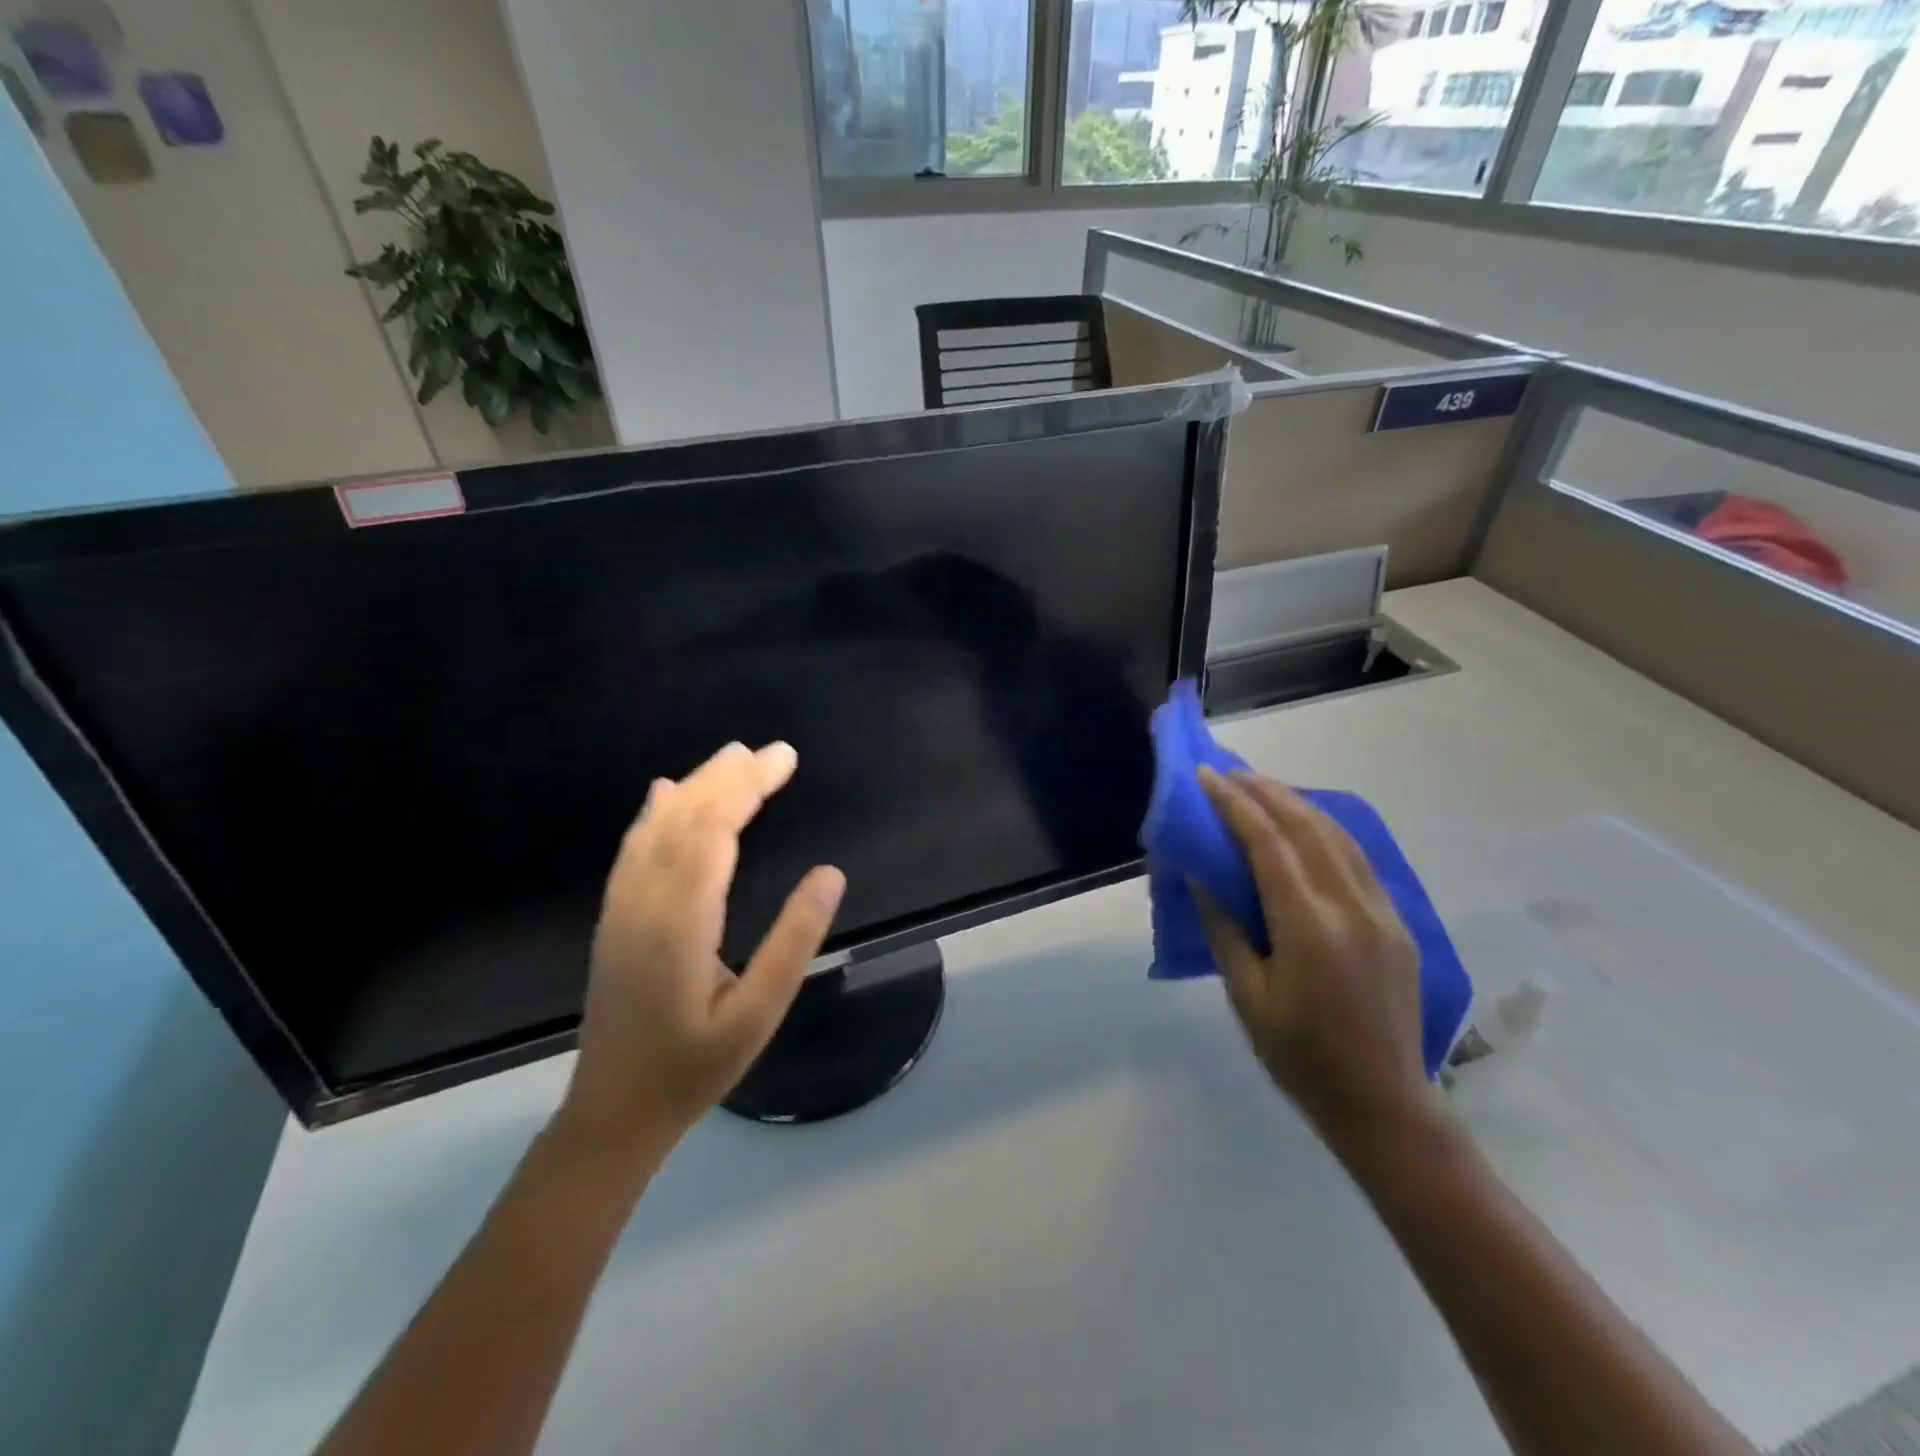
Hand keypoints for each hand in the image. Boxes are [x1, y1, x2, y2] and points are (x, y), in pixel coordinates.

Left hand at [560, 741, 845, 1157]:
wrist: (613, 1112)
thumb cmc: (695, 1067)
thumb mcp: (759, 1013)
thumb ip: (794, 940)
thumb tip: (830, 873)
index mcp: (681, 922)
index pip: (715, 831)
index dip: (749, 787)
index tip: (785, 758)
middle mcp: (644, 902)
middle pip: (685, 819)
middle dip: (729, 777)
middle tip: (772, 750)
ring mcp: (623, 908)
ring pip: (657, 828)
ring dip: (696, 786)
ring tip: (732, 756)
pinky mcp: (615, 918)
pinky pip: (635, 850)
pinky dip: (655, 813)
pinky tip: (664, 793)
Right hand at [1195, 767, 1433, 1149]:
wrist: (1382, 1102)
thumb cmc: (1299, 1056)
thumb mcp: (1247, 997)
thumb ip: (1225, 930)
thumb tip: (1202, 877)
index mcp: (1310, 927)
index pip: (1268, 845)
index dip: (1235, 805)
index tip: (1207, 776)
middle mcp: (1351, 907)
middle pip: (1306, 827)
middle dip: (1265, 791)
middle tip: (1229, 771)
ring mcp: (1381, 912)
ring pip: (1338, 836)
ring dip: (1297, 803)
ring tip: (1262, 787)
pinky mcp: (1396, 923)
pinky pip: (1358, 859)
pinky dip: (1325, 829)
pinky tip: (1306, 823)